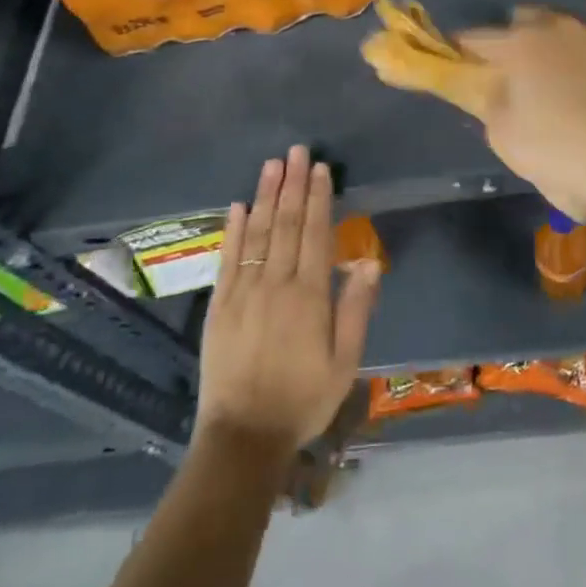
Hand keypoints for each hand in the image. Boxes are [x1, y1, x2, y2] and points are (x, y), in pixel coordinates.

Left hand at [197, 146, 380, 457]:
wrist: (244, 435)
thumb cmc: (303, 398)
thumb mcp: (345, 360)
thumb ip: (356, 307)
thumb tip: (365, 259)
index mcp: (308, 295)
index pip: (315, 233)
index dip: (317, 198)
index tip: (319, 169)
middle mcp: (275, 283)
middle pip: (285, 223)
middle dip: (292, 184)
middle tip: (296, 150)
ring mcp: (243, 291)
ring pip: (256, 232)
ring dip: (265, 195)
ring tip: (272, 164)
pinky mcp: (220, 305)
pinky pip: (227, 258)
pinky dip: (232, 229)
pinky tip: (237, 205)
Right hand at [458, 8, 585, 223]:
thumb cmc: (566, 154)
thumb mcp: (509, 143)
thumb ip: (492, 108)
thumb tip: (495, 92)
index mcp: (520, 46)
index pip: (476, 38)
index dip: (463, 50)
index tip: (461, 63)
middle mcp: (559, 29)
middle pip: (526, 21)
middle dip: (515, 39)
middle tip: (516, 74)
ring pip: (567, 34)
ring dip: (558, 51)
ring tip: (564, 87)